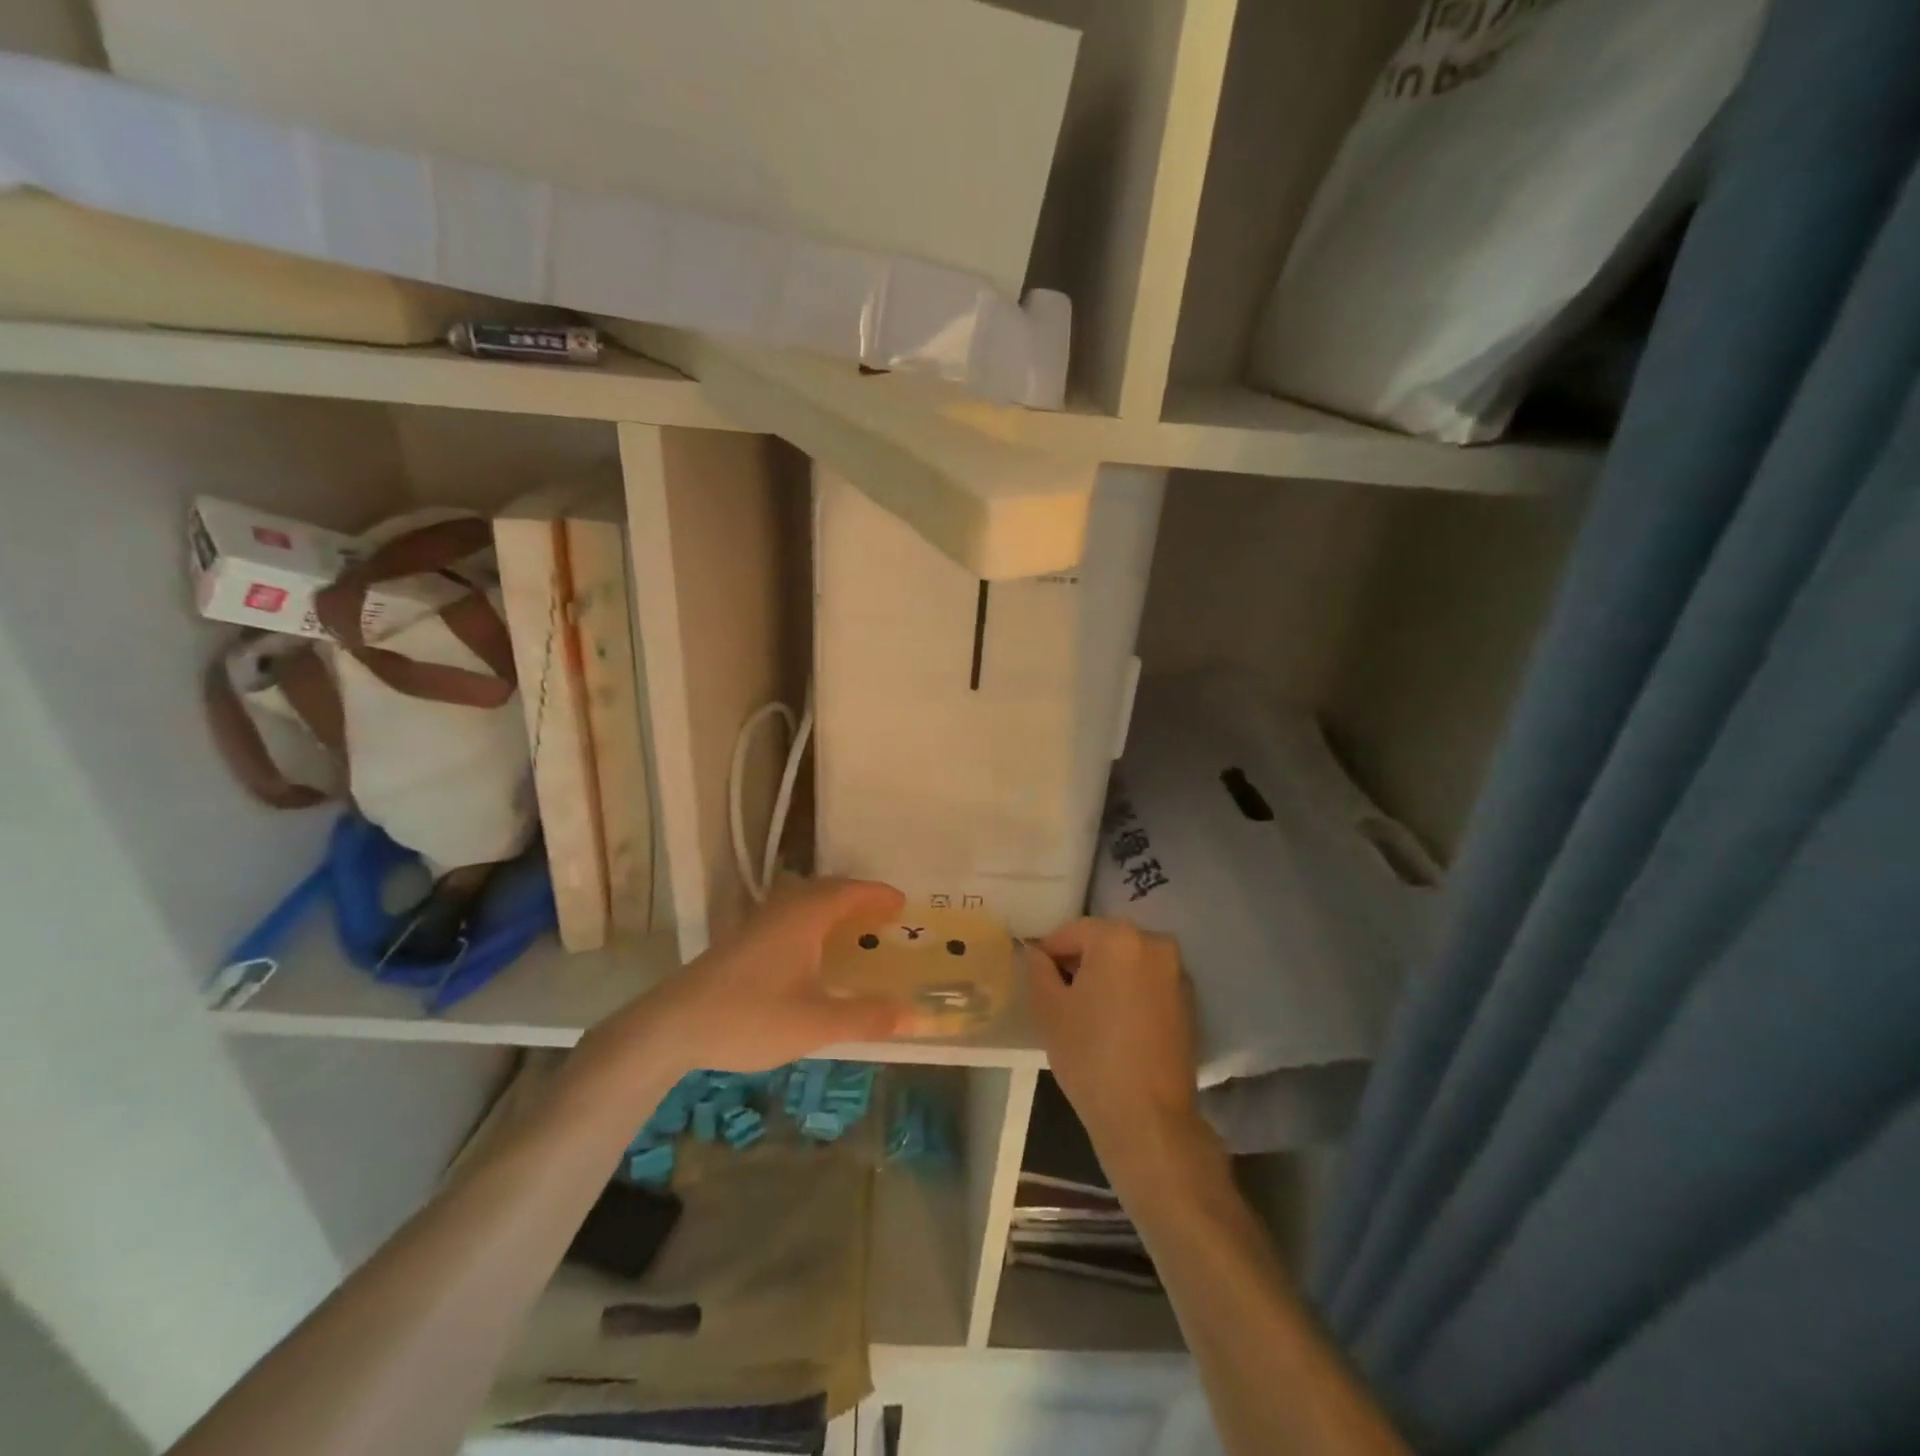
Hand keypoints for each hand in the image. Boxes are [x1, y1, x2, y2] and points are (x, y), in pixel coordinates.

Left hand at [610, 879, 907, 1075]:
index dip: (879, 896)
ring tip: (854, 928)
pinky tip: (811, 951)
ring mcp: (758, 923)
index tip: (903, 903)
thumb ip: (866, 1017)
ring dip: (834, 909)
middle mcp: (782, 909)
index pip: (851, 892)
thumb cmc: (749, 1017)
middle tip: (884, 916)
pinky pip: (791, 916)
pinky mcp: (742, 941)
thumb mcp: (815, 1023)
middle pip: (828, 891)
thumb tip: (913, 1015)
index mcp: (805, 916)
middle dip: (859, 899)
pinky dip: (814, 922)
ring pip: (805, 903)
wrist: (671, 1026)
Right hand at [1026, 918, 1202, 1175]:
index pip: (1070, 932)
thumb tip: (1037, 953)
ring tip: (1089, 1014)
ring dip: (1107, 977)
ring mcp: (1177, 972)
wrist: (1148, 1118)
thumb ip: (1038, 969)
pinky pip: (1148, 983)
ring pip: (1128, 962)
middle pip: (1103, 942)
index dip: (1049, 954)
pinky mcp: (1190, 1002)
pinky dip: (1131, 993)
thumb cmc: (1090, 1055)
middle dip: (1081, 963)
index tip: (1038, 981)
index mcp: (1118, 937)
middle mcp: (1154, 943)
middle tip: (1061, 998)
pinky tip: (1117, 1026)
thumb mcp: (1049, 1009)